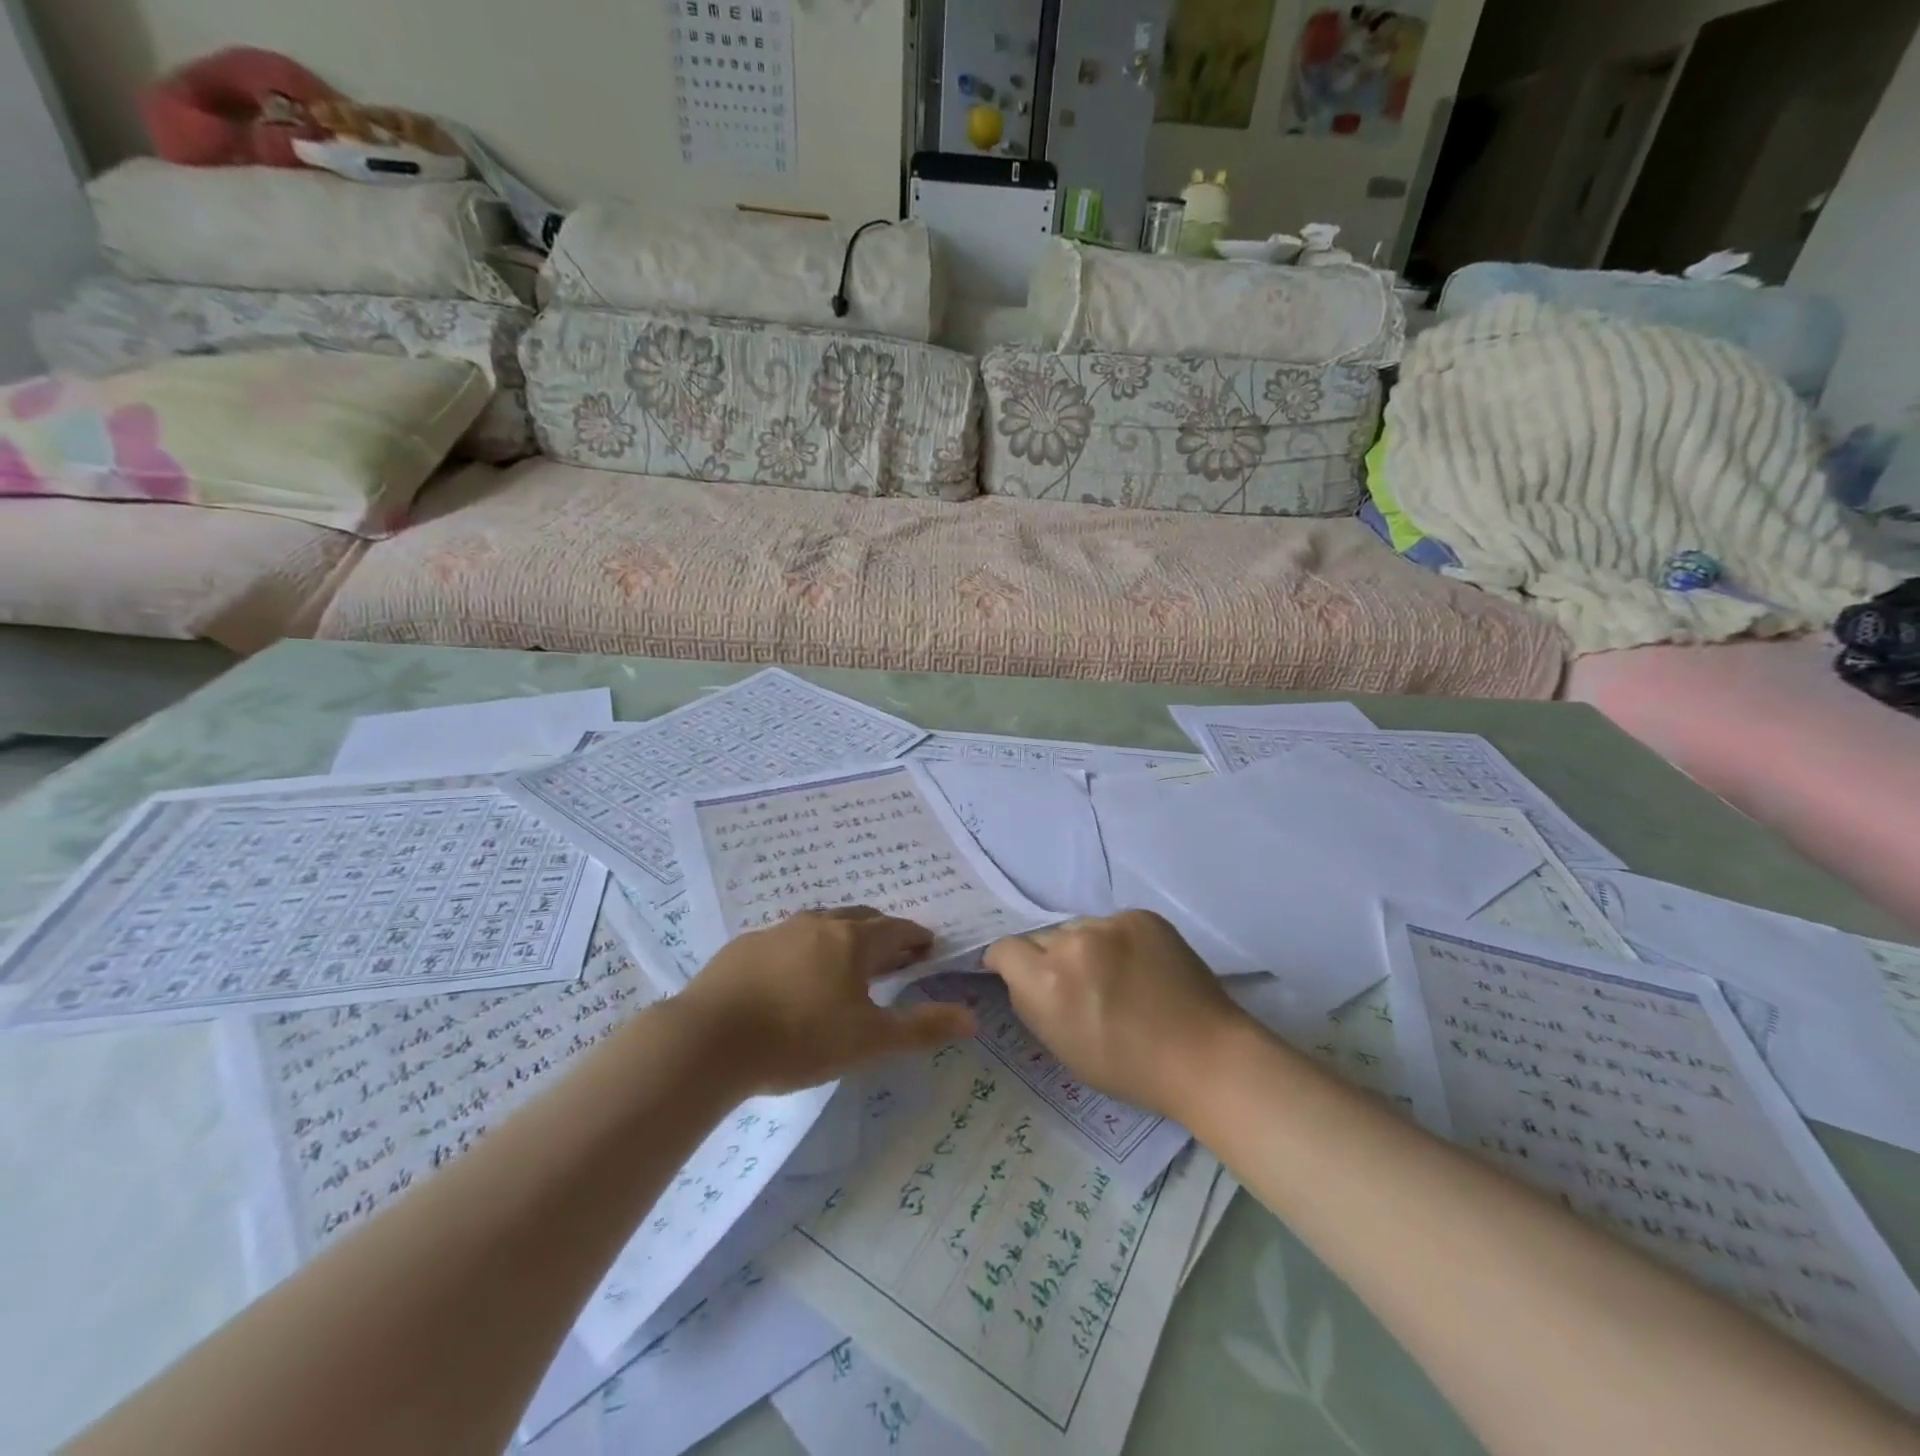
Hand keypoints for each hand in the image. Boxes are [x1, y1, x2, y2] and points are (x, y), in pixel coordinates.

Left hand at [679, 907, 977, 1095]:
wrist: (709, 1040)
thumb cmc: (799, 1039)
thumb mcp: (868, 1041)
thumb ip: (922, 1027)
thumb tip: (973, 1019)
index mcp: (852, 940)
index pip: (897, 929)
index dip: (917, 938)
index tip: (927, 948)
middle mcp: (818, 924)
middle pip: (861, 918)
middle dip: (882, 933)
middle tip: (892, 956)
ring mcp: (777, 931)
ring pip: (821, 925)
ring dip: (841, 938)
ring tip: (845, 964)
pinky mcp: (745, 946)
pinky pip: (787, 939)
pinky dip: (804, 950)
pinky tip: (793, 977)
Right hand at [984, 911, 1249, 1120]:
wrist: (1204, 1056)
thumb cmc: (1128, 1067)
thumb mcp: (1060, 1047)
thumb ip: (1031, 1002)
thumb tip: (1018, 975)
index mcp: (1047, 981)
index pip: (1004, 948)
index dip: (1009, 963)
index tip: (1022, 976)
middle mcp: (1073, 943)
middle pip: (1043, 938)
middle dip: (1050, 958)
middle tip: (1078, 985)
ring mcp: (1111, 925)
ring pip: (1079, 929)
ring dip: (1084, 947)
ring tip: (1115, 975)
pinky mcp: (1141, 916)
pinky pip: (1112, 924)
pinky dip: (1117, 942)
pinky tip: (1139, 967)